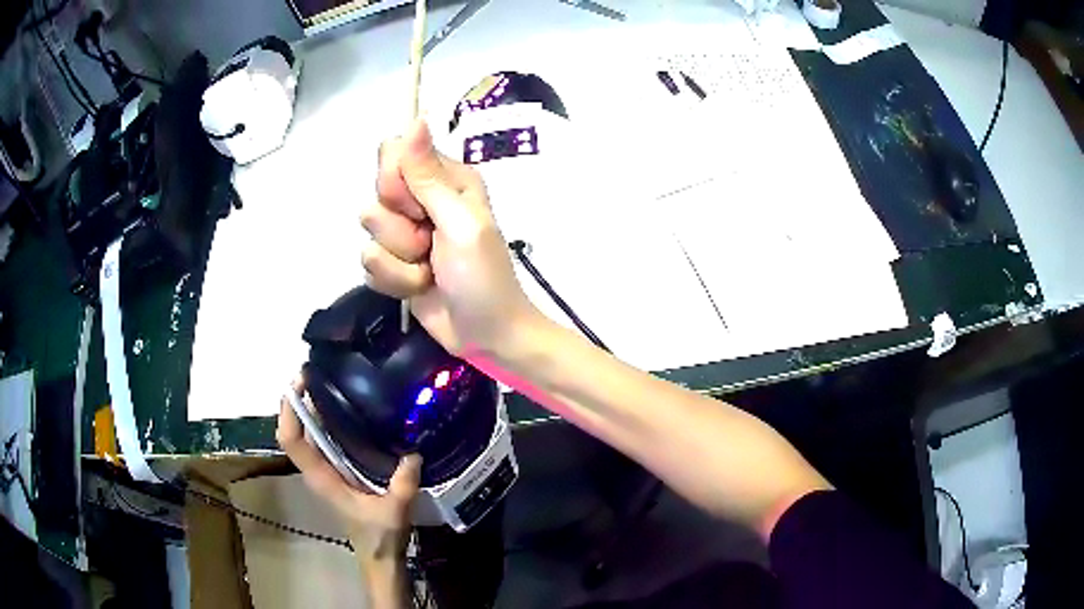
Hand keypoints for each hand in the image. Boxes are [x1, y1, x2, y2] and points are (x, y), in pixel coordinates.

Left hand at [277, 377, 420, 561]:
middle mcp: (317, 471)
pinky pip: (321, 441)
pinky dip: (323, 422)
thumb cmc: (381, 537)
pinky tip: (345, 409)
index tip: (300, 383)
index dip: (289, 411)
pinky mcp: (336, 473)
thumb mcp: (395, 510)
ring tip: (328, 382)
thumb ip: (403, 484)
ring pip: (306, 435)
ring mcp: (325, 472)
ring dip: (308, 409)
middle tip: (315, 373)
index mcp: (322, 479)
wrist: (379, 557)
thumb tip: (412, 452)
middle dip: (297, 401)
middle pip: (294, 432)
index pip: (292, 441)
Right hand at [362, 120, 539, 359]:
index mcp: (446, 179)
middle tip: (429, 242)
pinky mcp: (394, 263)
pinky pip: (369, 262)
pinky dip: (394, 280)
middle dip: (398, 224)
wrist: (486, 336)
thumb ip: (429, 175)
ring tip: (429, 269)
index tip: (416, 206)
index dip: (395, 179)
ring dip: (400, 259)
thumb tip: (416, 118)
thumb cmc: (483, 277)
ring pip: (370, 229)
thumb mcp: (460, 222)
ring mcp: (406, 233)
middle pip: (378, 190)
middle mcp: (424, 199)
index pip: (394, 152)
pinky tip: (419, 287)